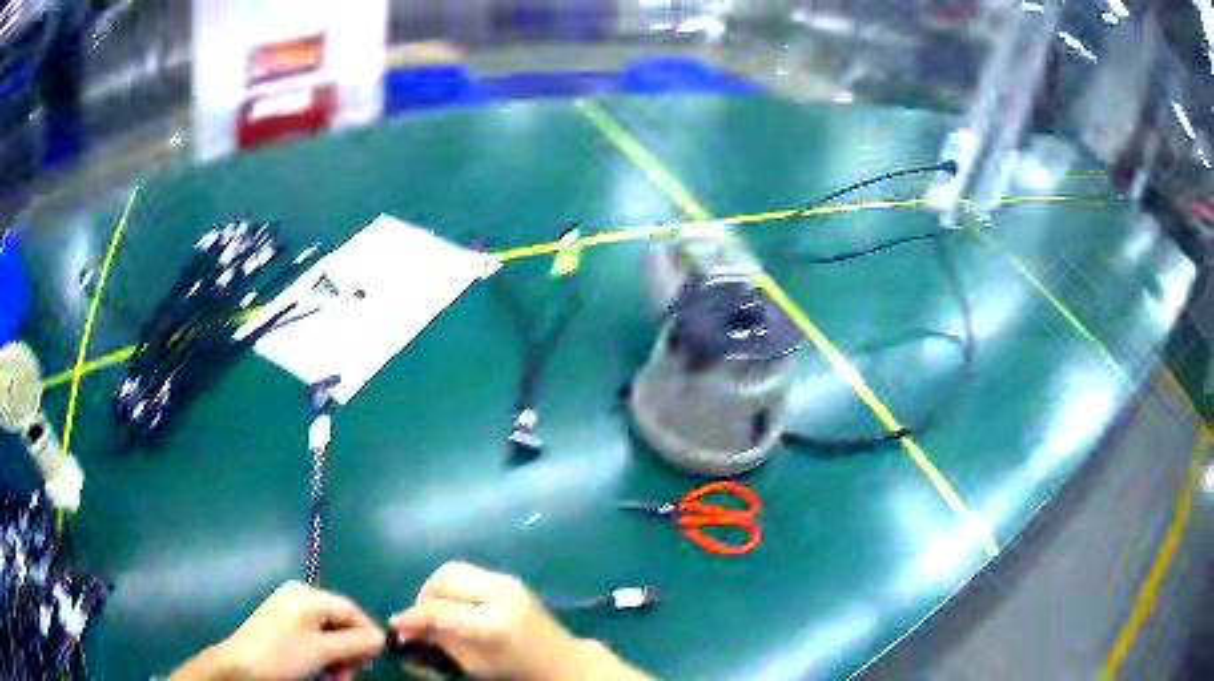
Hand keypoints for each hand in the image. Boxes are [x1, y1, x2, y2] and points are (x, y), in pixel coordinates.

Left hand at [171, 581, 385, 680]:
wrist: (240, 665)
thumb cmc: (283, 655)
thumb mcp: (323, 651)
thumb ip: (356, 643)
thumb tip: (381, 638)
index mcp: (309, 595)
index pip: (352, 611)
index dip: (367, 636)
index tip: (372, 663)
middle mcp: (300, 596)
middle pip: (340, 622)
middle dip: (349, 650)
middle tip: (349, 675)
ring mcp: (288, 608)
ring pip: (327, 633)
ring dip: (337, 657)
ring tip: (335, 678)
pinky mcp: (281, 622)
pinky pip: (312, 636)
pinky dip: (322, 654)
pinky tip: (320, 671)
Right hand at [390, 562, 648, 680]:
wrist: (561, 661)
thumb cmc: (516, 671)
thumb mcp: (473, 664)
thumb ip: (439, 640)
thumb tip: (405, 627)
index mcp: (493, 623)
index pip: (440, 610)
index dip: (413, 616)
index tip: (396, 624)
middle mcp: (500, 594)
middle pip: (444, 578)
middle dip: (424, 595)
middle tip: (420, 617)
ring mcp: (507, 581)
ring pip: (454, 568)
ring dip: (437, 587)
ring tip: (434, 610)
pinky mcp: (509, 577)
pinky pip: (470, 572)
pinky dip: (453, 585)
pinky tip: (454, 605)